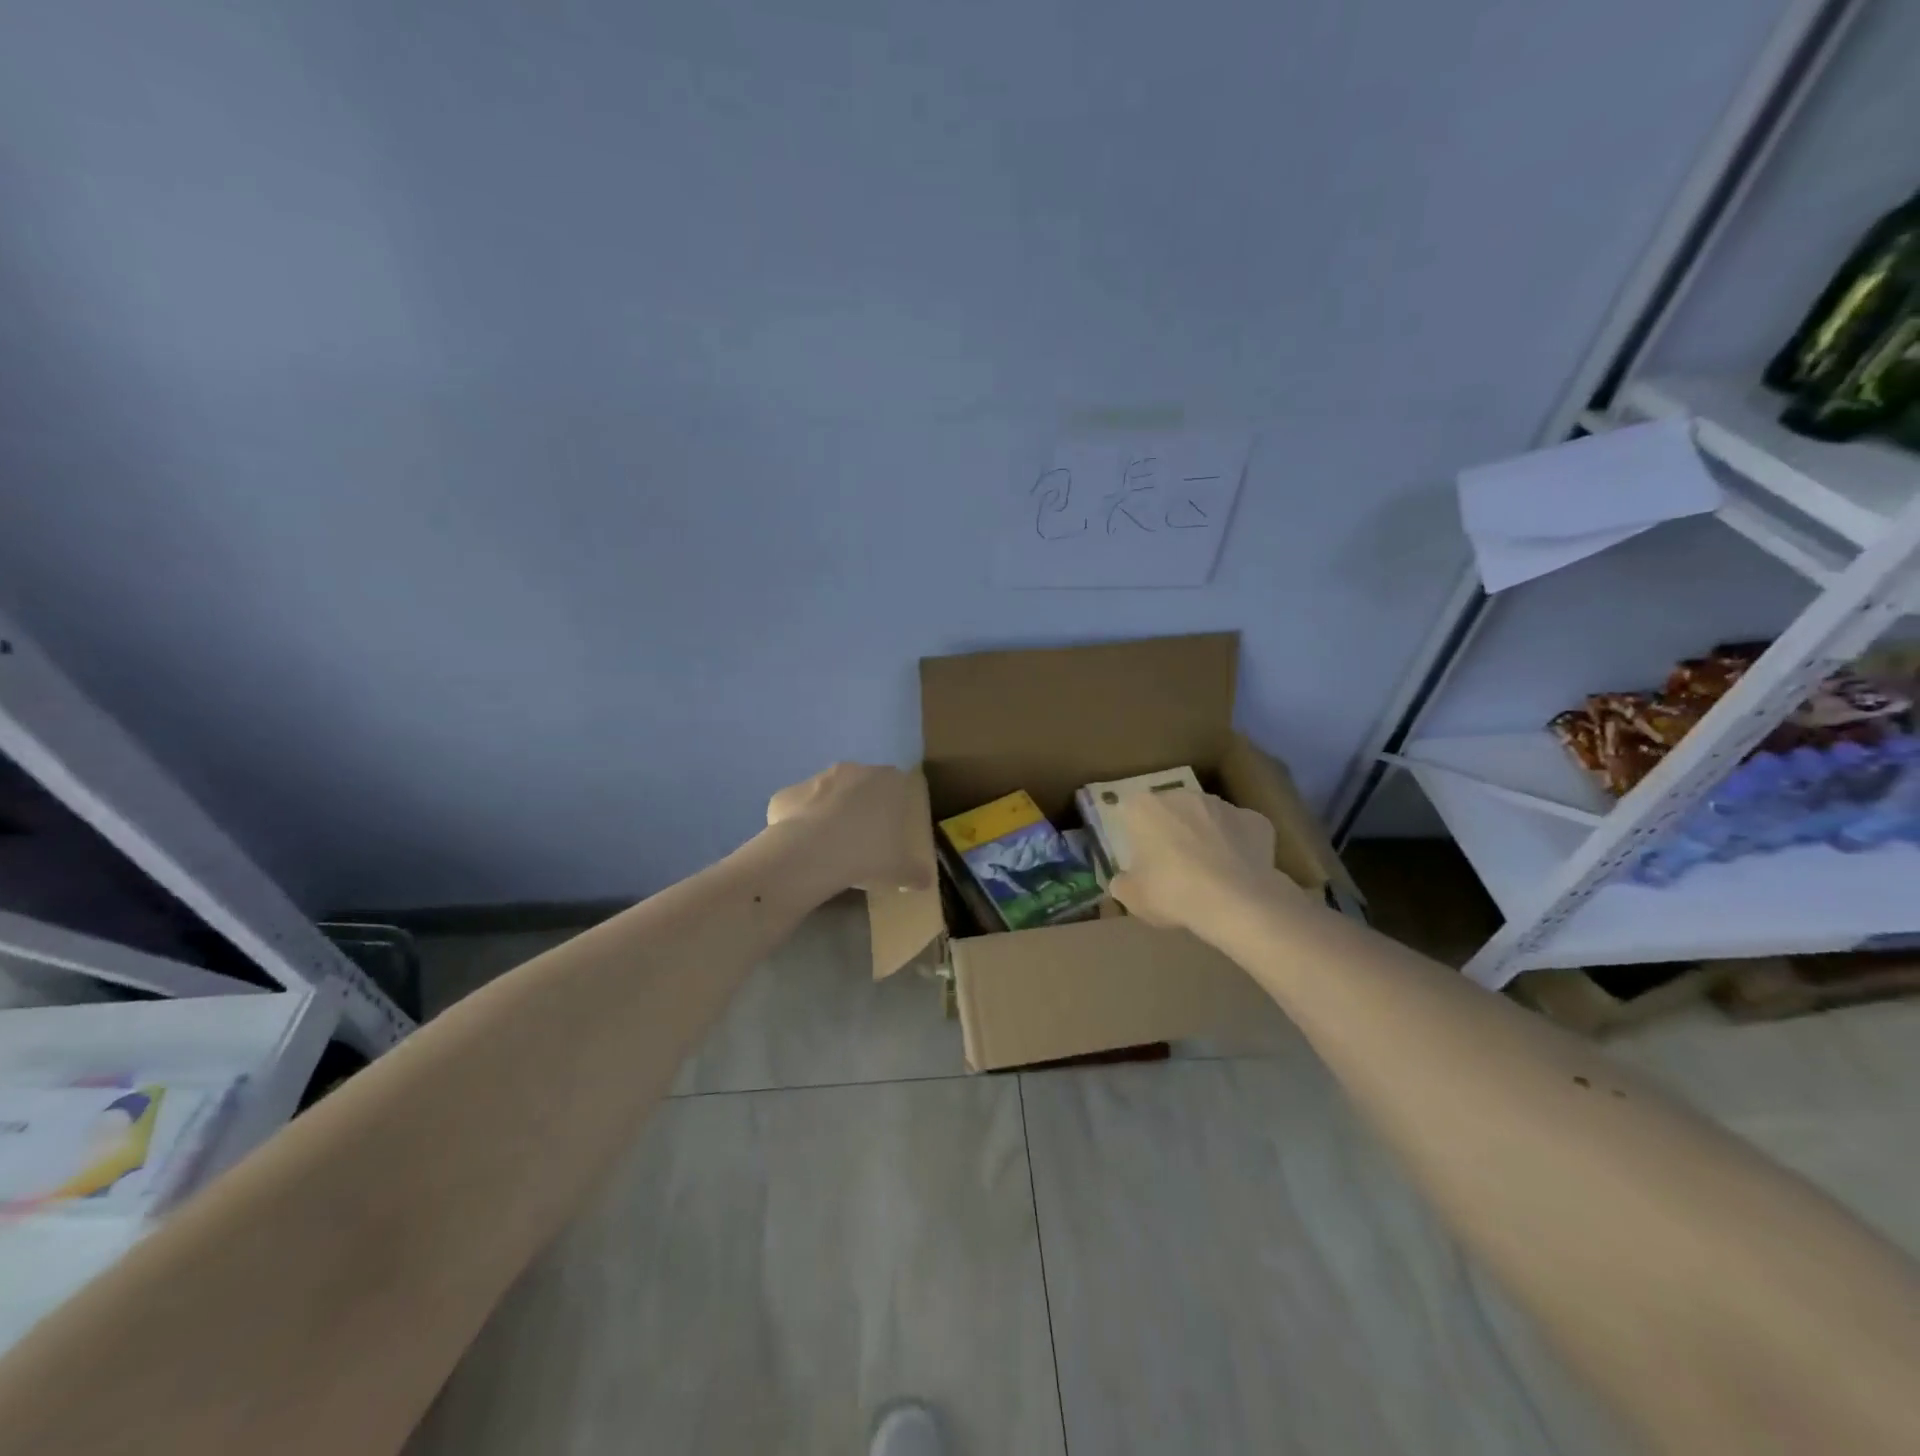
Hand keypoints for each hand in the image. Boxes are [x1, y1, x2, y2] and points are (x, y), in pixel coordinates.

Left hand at [767, 763, 935, 893]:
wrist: (810, 853)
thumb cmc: (866, 854)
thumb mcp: (899, 870)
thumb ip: (914, 872)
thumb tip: (925, 881)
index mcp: (887, 782)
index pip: (898, 785)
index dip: (894, 806)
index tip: (890, 829)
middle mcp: (853, 770)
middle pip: (861, 785)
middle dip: (861, 806)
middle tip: (861, 839)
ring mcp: (816, 779)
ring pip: (827, 793)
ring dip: (829, 812)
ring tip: (830, 846)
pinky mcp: (786, 794)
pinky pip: (797, 807)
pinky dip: (799, 823)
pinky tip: (801, 848)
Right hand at [1109, 790, 1280, 937]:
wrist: (1236, 902)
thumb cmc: (1172, 892)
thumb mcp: (1133, 898)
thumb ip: (1124, 883)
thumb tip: (1125, 881)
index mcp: (1144, 808)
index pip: (1130, 811)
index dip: (1134, 833)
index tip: (1140, 857)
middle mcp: (1182, 796)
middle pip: (1170, 809)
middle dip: (1171, 830)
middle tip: (1173, 866)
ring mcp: (1222, 805)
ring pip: (1207, 817)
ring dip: (1205, 835)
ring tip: (1209, 873)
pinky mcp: (1255, 820)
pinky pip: (1240, 831)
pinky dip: (1238, 846)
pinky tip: (1238, 873)